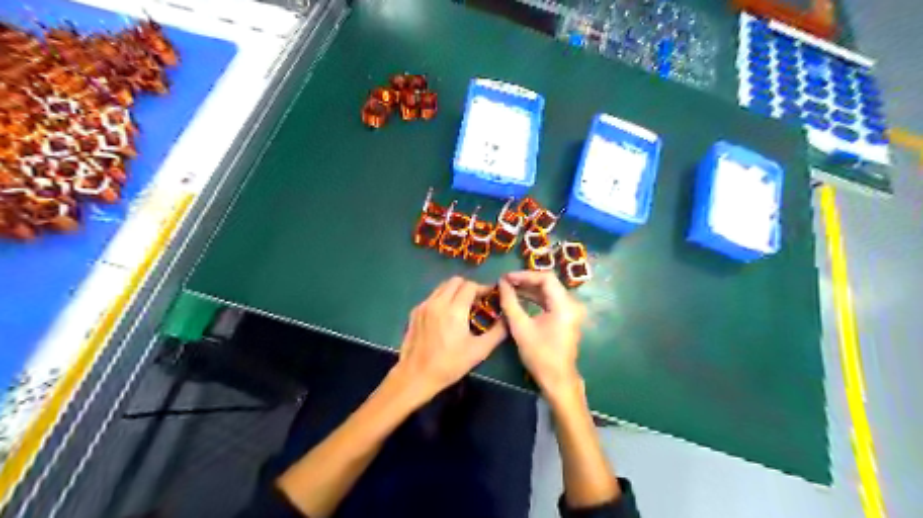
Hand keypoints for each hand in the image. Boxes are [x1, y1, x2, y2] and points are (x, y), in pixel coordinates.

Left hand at [388, 277, 504, 407]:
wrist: (416, 375)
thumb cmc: (450, 364)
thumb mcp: (479, 351)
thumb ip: (497, 332)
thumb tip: (507, 319)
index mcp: (454, 309)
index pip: (470, 286)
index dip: (483, 288)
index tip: (490, 297)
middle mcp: (437, 302)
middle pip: (456, 281)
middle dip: (469, 287)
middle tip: (477, 302)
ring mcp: (424, 306)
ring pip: (442, 287)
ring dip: (455, 292)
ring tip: (463, 308)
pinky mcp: (415, 312)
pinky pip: (432, 297)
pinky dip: (443, 299)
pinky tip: (446, 316)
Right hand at [501, 268, 586, 393]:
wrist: (557, 379)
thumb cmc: (539, 355)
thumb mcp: (520, 327)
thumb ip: (510, 302)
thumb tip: (501, 283)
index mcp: (564, 305)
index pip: (545, 278)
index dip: (525, 275)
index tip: (507, 278)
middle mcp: (571, 304)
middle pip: (548, 283)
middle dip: (526, 281)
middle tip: (506, 282)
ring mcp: (570, 311)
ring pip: (549, 291)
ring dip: (530, 289)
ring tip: (510, 288)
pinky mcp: (566, 317)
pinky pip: (550, 301)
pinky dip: (536, 298)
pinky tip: (520, 298)